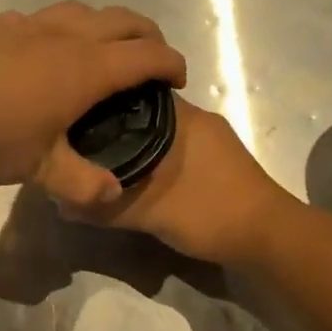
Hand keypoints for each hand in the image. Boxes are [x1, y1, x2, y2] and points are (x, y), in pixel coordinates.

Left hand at [0, 2, 186, 196]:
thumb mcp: (39, 169)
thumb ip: (80, 183)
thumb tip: (113, 194)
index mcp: (85, 68)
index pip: (145, 56)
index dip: (170, 64)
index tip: (179, 79)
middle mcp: (64, 36)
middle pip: (122, 20)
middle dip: (147, 36)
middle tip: (152, 59)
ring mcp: (28, 25)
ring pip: (82, 11)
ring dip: (106, 25)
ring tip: (104, 49)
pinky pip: (44, 18)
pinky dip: (64, 28)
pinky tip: (45, 49)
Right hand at [42, 95, 297, 265]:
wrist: (269, 238)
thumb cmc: (209, 212)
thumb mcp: (148, 213)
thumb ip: (104, 208)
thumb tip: (62, 203)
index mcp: (183, 118)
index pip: (133, 92)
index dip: (103, 101)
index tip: (75, 115)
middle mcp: (199, 120)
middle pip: (145, 113)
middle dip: (115, 127)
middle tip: (81, 144)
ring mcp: (213, 142)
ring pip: (163, 135)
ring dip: (136, 147)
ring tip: (101, 163)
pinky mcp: (220, 164)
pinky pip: (176, 152)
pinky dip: (155, 161)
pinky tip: (137, 180)